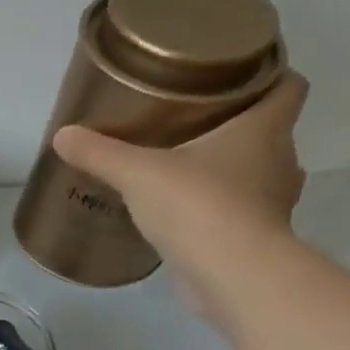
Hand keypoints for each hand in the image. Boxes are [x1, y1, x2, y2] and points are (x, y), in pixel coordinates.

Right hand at [52, 70, 308, 316]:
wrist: (232, 275)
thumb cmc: (198, 206)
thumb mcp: (138, 174)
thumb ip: (101, 153)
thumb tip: (62, 135)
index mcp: (264, 130)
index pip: (287, 87)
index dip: (270, 75)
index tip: (239, 75)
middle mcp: (280, 160)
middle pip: (269, 131)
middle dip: (237, 126)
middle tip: (193, 124)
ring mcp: (272, 203)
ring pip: (256, 174)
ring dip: (229, 171)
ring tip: (185, 171)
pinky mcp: (256, 238)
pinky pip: (240, 212)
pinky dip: (218, 210)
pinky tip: (184, 214)